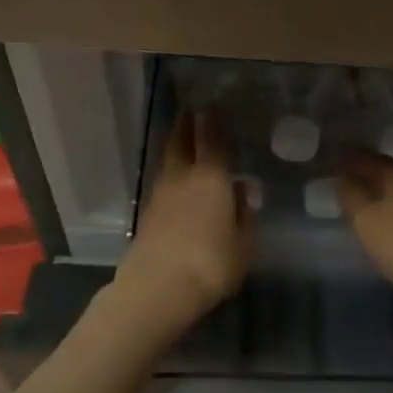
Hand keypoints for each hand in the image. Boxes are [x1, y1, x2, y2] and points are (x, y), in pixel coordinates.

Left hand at [120, 111, 251, 327]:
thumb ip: (244, 214)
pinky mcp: (148, 215)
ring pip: (169, 161)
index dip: (212, 120)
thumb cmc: (211, 263)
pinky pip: (163, 183)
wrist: (157, 288)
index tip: (212, 104)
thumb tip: (243, 190)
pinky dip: (171, 174)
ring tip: (184, 141)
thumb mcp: (243, 244)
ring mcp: (161, 195)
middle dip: (186, 124)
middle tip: (190, 111)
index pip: (212, 139)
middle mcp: (183, 177)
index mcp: (211, 177)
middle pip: (181, 142)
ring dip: (176, 147)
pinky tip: (178, 181)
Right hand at [338, 151, 392, 312]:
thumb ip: (351, 196)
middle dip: (366, 171)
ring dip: (380, 192)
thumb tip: (343, 175)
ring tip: (361, 199)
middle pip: (387, 171)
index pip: (369, 158)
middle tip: (344, 175)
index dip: (350, 156)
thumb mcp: (366, 220)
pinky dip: (392, 210)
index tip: (333, 154)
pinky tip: (386, 222)